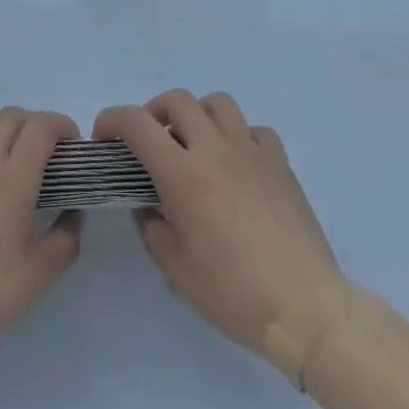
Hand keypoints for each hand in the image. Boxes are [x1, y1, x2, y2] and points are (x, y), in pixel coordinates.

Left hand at [0, 108, 82, 367]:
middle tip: (45, 155)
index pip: (41, 126)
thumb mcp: (40, 276)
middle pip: (12, 115)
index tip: (71, 148)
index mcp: (13, 179)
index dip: (62, 126)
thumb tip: (73, 213)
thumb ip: (67, 238)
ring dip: (2, 128)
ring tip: (9, 157)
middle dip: (35, 124)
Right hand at [96, 90, 356, 376]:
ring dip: (198, 115)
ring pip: (218, 103)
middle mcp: (214, 149)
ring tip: (195, 145)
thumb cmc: (234, 294)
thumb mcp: (176, 271)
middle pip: (177, 100)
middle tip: (150, 143)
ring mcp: (251, 151)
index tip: (104, 136)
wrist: (304, 308)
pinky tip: (237, 165)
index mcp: (183, 174)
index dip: (112, 120)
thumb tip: (148, 206)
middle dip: (154, 113)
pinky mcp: (280, 163)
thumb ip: (152, 229)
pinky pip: (254, 130)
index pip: (137, 123)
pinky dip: (239, 137)